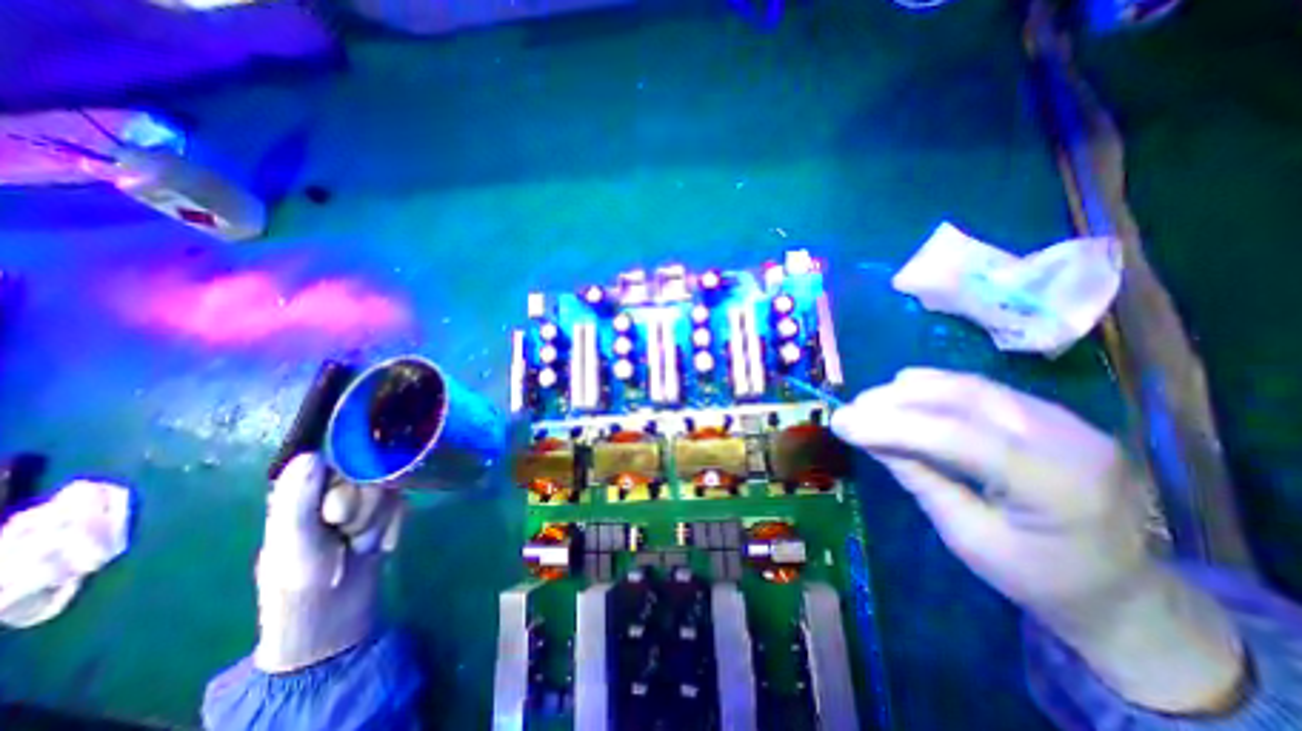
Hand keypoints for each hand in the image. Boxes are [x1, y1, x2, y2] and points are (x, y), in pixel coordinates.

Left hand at [249, 457, 403, 674]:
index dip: (348, 488)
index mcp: (304, 492)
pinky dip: (393, 527)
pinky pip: (402, 504)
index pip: (343, 464)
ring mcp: (363, 501)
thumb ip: (299, 498)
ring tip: (360, 545)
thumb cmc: (301, 582)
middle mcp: (335, 490)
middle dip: (364, 509)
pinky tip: (379, 546)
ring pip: (389, 489)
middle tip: (346, 536)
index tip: (335, 516)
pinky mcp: (385, 513)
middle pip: (371, 475)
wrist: (333, 617)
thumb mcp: (294, 542)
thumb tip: (312, 453)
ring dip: (378, 521)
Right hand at [829, 368, 1243, 710]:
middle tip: (850, 410)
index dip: (891, 425)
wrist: (1121, 588)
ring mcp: (1063, 418)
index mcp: (1057, 487)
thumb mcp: (965, 536)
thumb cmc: (1036, 576)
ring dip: (909, 390)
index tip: (840, 422)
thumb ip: (918, 477)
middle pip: (962, 397)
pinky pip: (979, 387)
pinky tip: (904, 396)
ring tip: (869, 403)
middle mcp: (1067, 438)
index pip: (957, 436)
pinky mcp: (1048, 411)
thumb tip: (868, 436)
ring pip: (967, 384)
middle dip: (894, 399)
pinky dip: (933, 388)